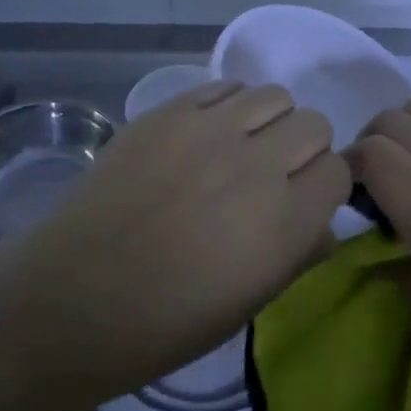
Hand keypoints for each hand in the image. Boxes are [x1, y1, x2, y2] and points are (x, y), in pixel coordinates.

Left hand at [0, 81, 348, 408]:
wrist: (72, 299)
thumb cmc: (165, 323)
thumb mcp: (249, 303)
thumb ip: (299, 255)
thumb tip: (323, 225)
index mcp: (284, 223)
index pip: (338, 172)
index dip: (325, 188)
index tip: (304, 202)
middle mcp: (258, 164)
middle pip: (315, 124)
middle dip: (304, 149)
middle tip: (273, 175)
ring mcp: (211, 129)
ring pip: (275, 95)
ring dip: (270, 122)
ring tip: (240, 148)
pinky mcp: (171, 111)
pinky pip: (226, 86)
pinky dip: (230, 106)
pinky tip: (207, 134)